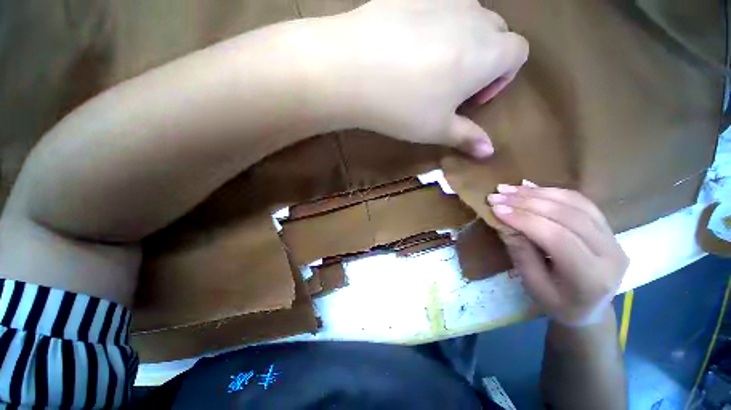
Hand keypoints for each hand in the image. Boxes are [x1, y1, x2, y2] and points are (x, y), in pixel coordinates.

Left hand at [329, 0, 527, 156]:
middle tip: (452, 87)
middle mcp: (472, 17)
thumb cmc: (402, 107)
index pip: (518, 53)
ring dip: (461, 42)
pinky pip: (437, 7)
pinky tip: (406, 49)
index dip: (503, 77)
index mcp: (487, 52)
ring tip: (429, 69)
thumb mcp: (436, 129)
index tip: (474, 99)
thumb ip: (467, 137)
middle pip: (496, 33)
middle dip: (485, 59)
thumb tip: (489, 152)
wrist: (352, 69)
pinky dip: (434, 27)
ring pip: (468, 18)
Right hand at [486, 182, 628, 325]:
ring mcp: (614, 236)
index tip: (496, 209)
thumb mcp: (533, 283)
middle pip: (568, 215)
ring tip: (508, 188)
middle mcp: (610, 253)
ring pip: (575, 203)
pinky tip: (529, 187)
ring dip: (538, 192)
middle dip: (527, 202)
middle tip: (497, 194)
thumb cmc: (558, 302)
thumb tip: (504, 221)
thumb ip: (521, 251)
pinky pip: (580, 201)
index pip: (558, 238)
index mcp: (592, 277)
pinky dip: (552, 191)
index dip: (525, 220)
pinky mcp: (609, 226)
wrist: (590, 307)